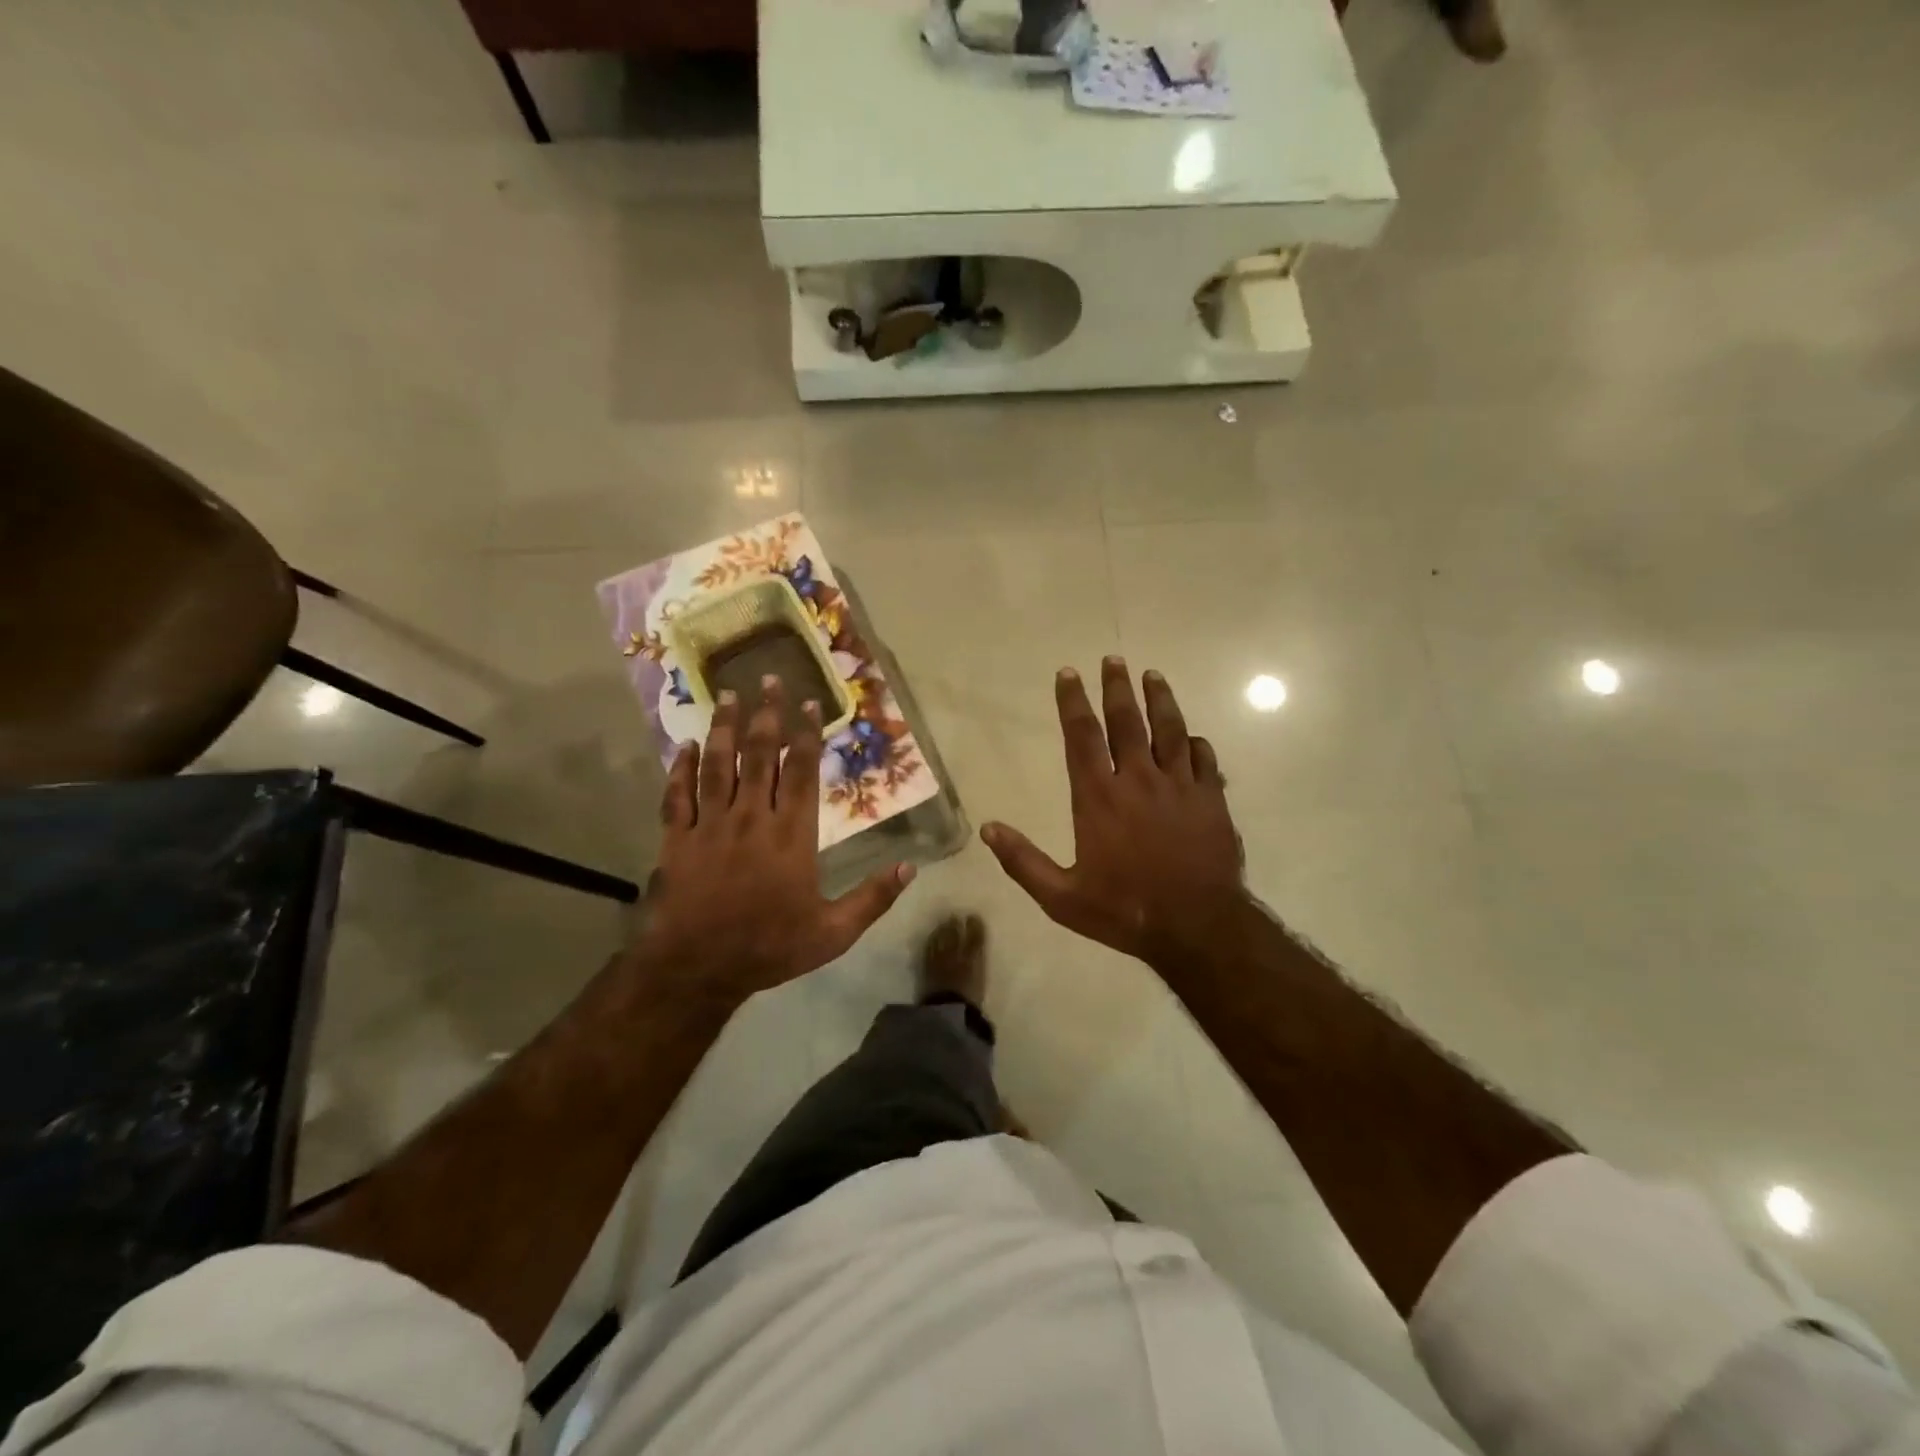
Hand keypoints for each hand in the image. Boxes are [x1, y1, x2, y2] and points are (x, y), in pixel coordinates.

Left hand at [634, 679, 914, 1006]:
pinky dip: (681, 769)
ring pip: (719, 766)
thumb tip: (912, 867)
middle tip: (767, 679)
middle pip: (760, 756)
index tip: (808, 702)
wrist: (698, 969)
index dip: (806, 735)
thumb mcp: (833, 932)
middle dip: (765, 715)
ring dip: (724, 728)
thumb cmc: (770, 947)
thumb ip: (873, 898)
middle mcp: (752, 818)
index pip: (802, 773)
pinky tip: (686, 746)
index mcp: (791, 835)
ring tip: (727, 695)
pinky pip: (679, 795)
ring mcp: (711, 826)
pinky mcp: (678, 840)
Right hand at [981, 658, 1246, 966]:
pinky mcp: (1212, 800)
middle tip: (1113, 660)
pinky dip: (1196, 743)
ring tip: (1152, 675)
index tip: (1068, 673)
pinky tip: (1192, 736)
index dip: (1073, 702)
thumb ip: (1022, 861)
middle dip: (1117, 687)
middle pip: (1127, 721)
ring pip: (1170, 730)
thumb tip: (988, 829)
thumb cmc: (1124, 911)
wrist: (1198, 927)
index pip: (1082, 736)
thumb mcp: (1061, 897)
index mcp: (1099, 797)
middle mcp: (1139, 780)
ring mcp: (1180, 787)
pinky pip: (1205, 759)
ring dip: (1160, 700)